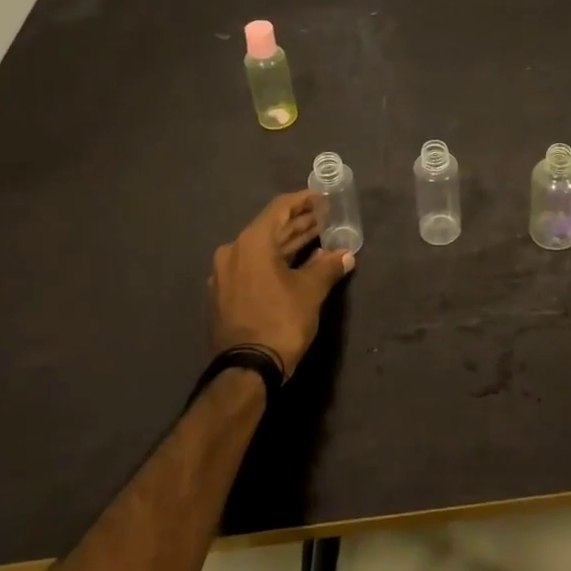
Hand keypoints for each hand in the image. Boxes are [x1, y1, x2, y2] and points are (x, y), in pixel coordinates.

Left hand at [209, 192, 353, 379]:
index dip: (304, 201)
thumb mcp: (310, 291)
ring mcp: (224, 275)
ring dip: (288, 243)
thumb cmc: (280, 321)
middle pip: (270, 228)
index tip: (323, 199)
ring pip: (261, 249)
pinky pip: (253, 267)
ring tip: (317, 238)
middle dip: (299, 223)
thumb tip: (345, 255)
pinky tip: (296, 265)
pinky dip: (274, 261)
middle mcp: (233, 252)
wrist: (245, 371)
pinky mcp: (224, 295)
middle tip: (325, 219)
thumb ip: (328, 266)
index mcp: (251, 243)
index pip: (280, 208)